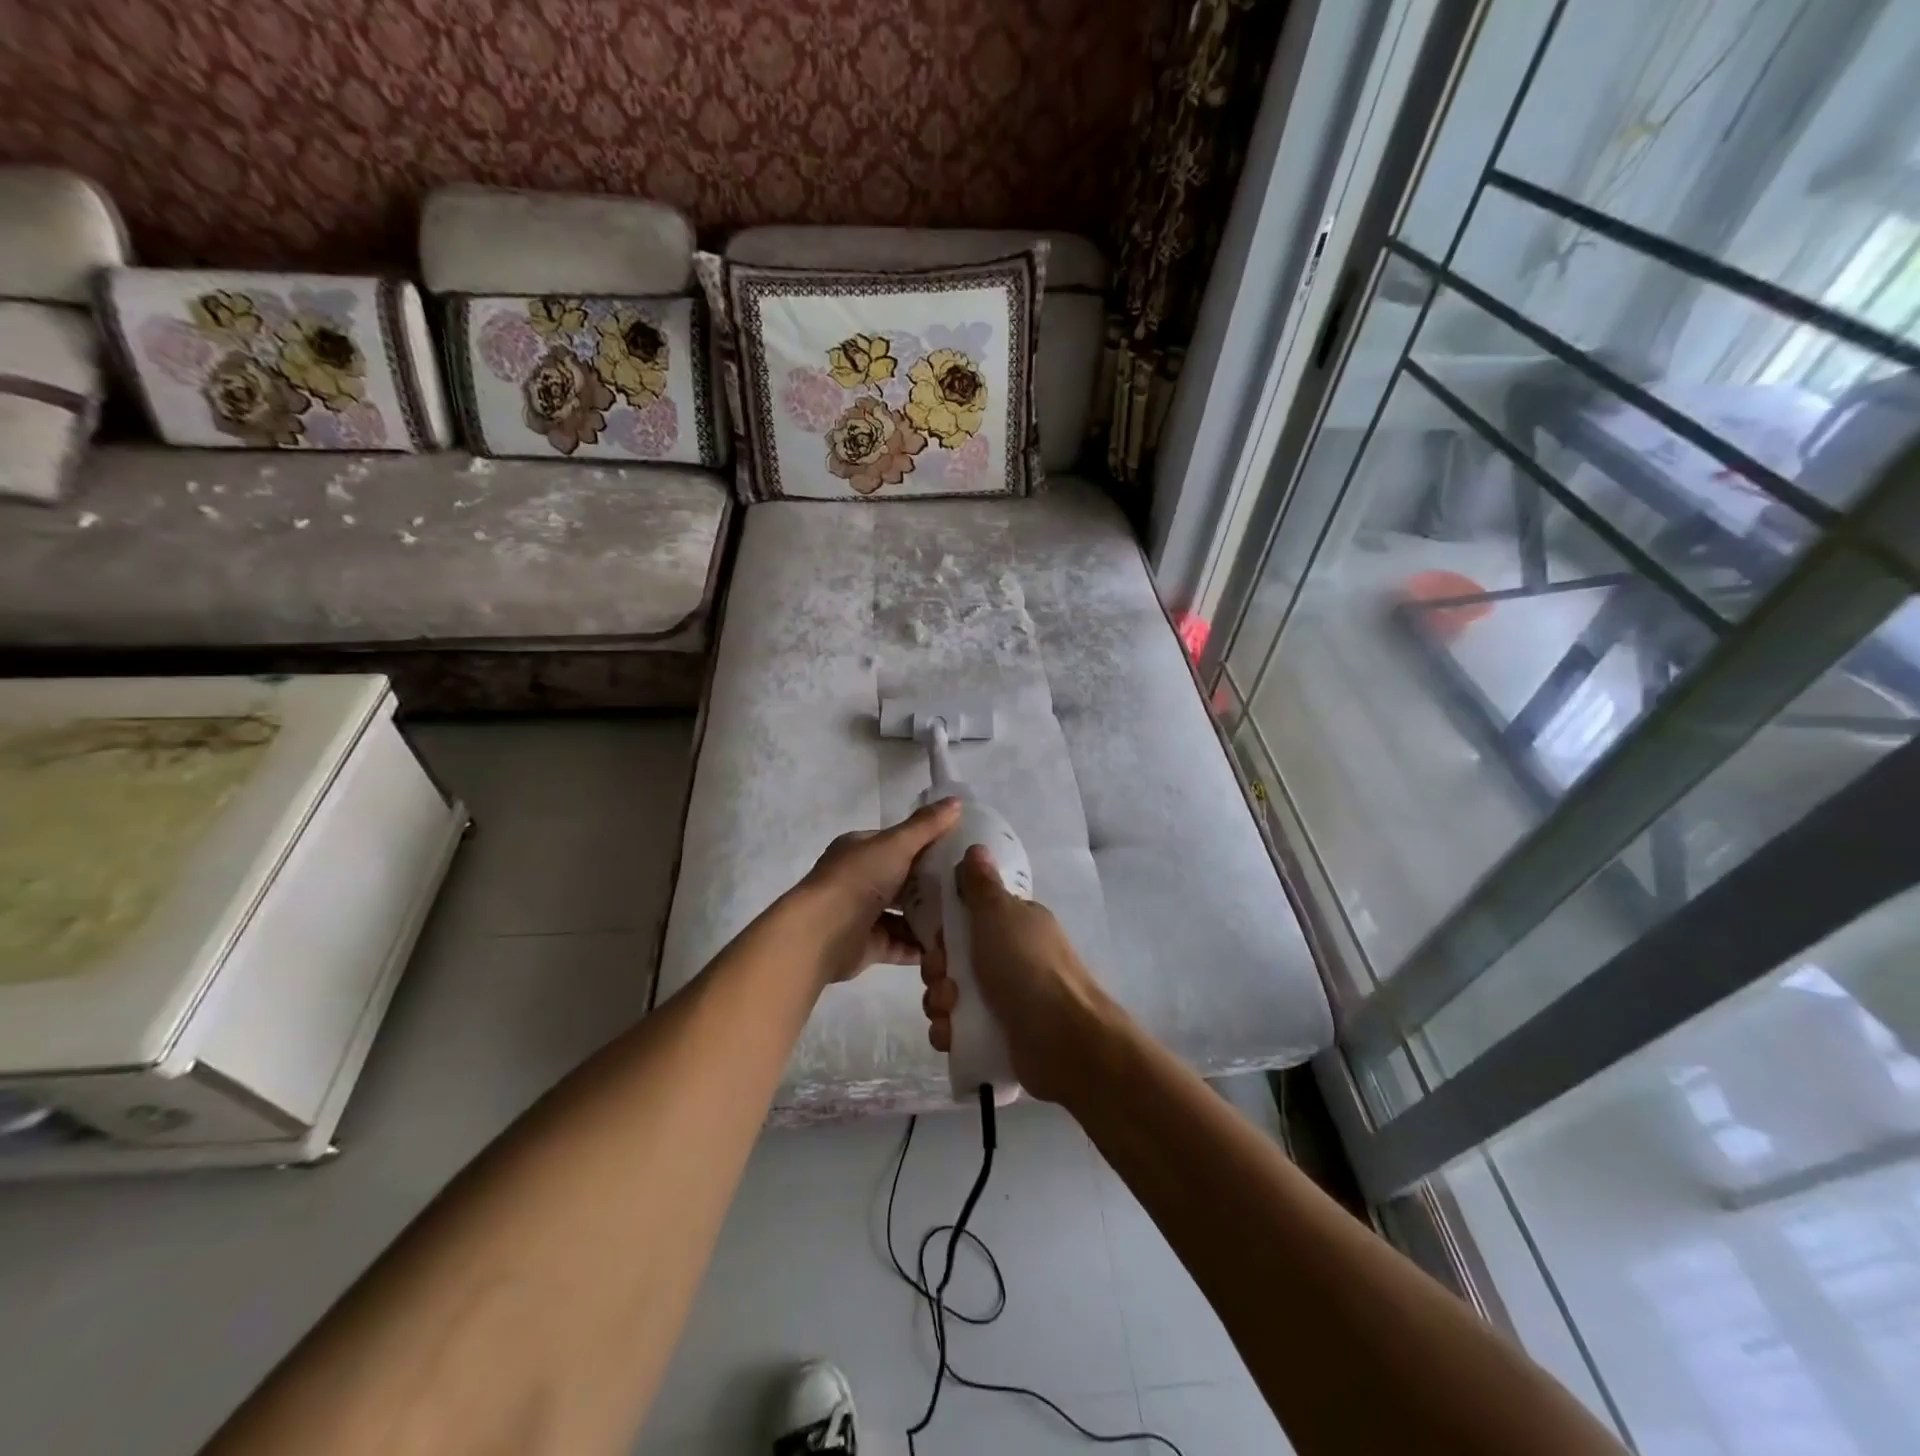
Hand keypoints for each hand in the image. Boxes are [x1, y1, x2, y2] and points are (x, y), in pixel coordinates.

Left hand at [795, 798, 961, 983]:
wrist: (822, 933)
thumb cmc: (858, 879)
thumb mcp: (896, 844)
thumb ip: (926, 826)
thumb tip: (957, 801)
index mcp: (861, 850)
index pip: (899, 844)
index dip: (928, 846)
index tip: (961, 853)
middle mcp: (860, 880)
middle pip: (903, 881)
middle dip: (932, 886)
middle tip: (969, 888)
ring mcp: (863, 915)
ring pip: (903, 914)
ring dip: (930, 918)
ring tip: (965, 918)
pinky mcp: (869, 946)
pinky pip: (901, 944)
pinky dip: (921, 946)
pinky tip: (949, 945)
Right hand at [920, 845, 1120, 1101]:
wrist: (1063, 1040)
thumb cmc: (1027, 967)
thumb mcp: (1000, 914)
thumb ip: (981, 885)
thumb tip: (976, 847)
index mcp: (1014, 925)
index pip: (968, 919)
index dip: (946, 929)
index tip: (938, 939)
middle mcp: (1010, 958)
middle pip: (953, 958)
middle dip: (938, 970)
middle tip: (945, 980)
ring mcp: (1005, 999)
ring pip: (951, 994)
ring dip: (940, 1002)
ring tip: (950, 1012)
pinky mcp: (997, 1035)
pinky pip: (958, 1029)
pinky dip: (949, 1031)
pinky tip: (951, 1035)